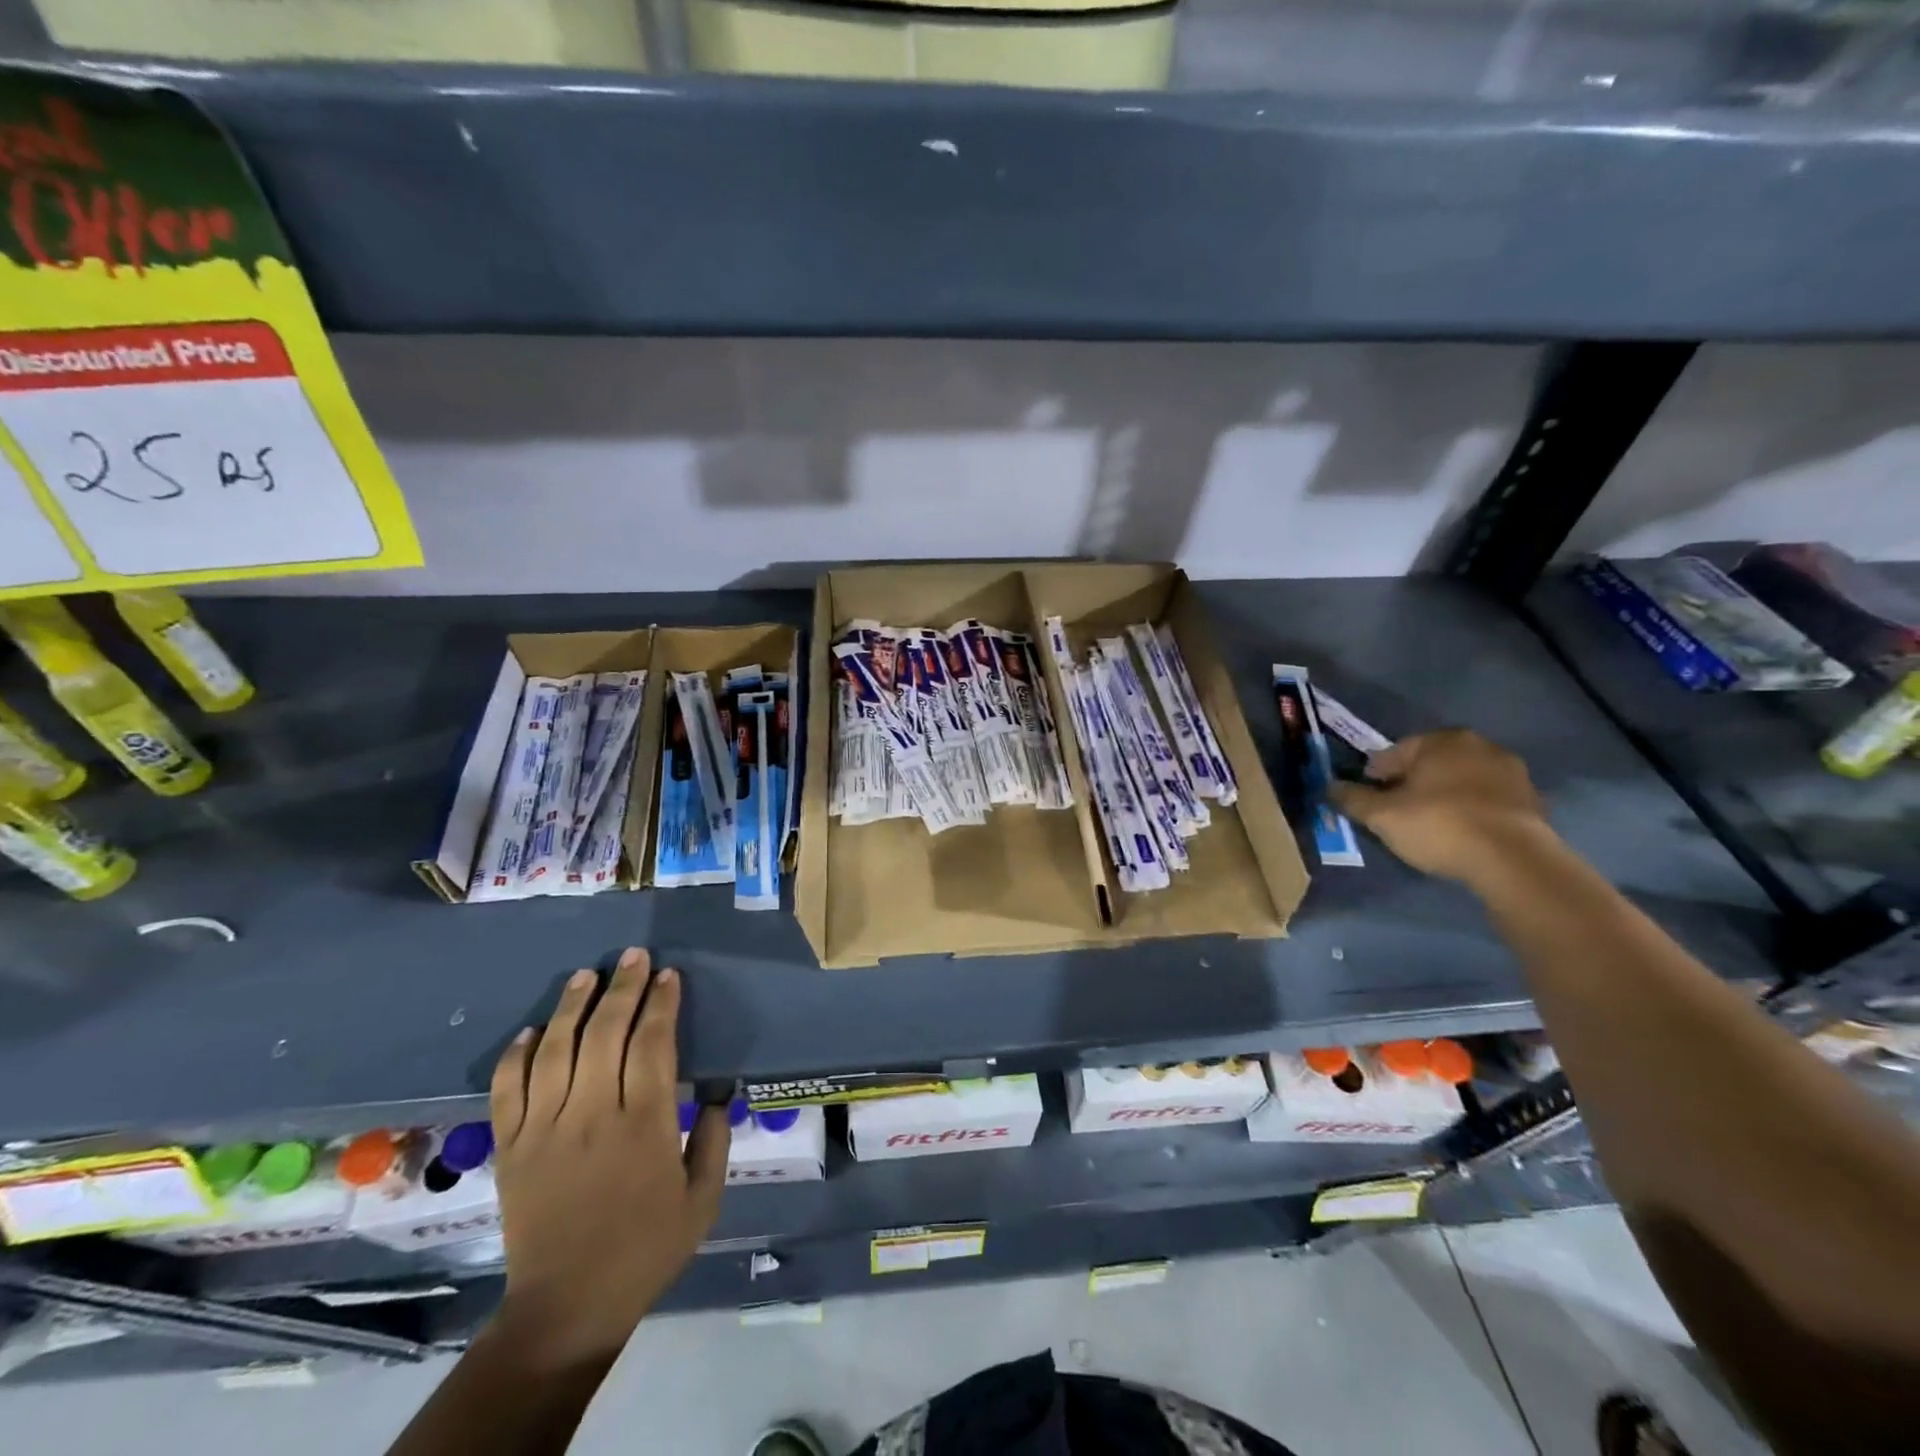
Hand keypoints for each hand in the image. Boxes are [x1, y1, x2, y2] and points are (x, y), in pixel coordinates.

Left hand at [487, 948, 728, 1365]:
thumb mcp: (703, 1200)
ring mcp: (545, 1129)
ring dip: (572, 1007)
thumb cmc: (645, 1249)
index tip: (669, 976)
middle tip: (633, 956)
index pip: (652, 1044)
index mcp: (645, 1124)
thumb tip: (721, 1093)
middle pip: (606, 1033)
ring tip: (586, 974)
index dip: (662, 1003)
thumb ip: (717, 1140)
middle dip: (623, 987)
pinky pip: (508, 1090)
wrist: (566, 1306)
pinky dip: (517, 1055)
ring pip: (556, 1050)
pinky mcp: (511, 1148)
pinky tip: (533, 1030)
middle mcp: (593, 1115)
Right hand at [1328, 729, 1553, 884]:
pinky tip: (1462, 833)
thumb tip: (1328, 787)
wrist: (1513, 860)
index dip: (1374, 778)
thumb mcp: (1381, 816)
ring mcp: (1510, 771)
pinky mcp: (1532, 799)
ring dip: (1444, 795)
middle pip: (1429, 764)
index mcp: (1439, 740)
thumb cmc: (1438, 825)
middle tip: (1397, 813)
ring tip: (1431, 825)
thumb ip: (1351, 798)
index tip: (1369, 801)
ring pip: (1460, 780)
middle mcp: (1477, 745)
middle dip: (1412, 784)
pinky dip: (1472, 810)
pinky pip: (1487, 800)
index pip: (1393, 754)